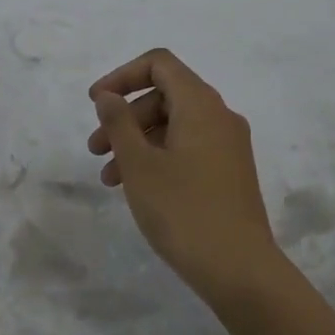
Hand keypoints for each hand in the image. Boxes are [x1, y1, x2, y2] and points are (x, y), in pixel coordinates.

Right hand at [86, 48, 282, 306]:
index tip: (95, 103)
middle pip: (165, 95)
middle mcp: (220, 117)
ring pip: (175, 125)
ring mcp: (229, 146)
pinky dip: (159, 157)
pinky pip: (189, 148)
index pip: (160, 64)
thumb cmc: (183, 211)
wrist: (240, 269)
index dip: (122, 76)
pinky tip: (137, 188)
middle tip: (95, 148)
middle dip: (125, 116)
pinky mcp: (230, 172)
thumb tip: (108, 95)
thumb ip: (119, 123)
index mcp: (201, 105)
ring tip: (108, 178)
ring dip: (138, 141)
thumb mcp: (140, 165)